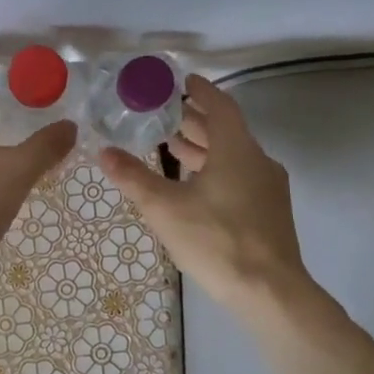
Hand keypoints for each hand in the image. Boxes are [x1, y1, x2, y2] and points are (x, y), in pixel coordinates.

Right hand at [98, 75, 318, 321]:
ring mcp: (268, 188)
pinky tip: (194, 186)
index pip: (220, 107)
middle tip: (165, 115)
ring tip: (173, 147)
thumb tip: (103, 152)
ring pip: (233, 156)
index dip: (201, 92)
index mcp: (236, 150)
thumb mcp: (164, 208)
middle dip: (196, 121)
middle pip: (226, 131)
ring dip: (205, 148)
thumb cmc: (215, 240)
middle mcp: (257, 161)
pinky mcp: (269, 212)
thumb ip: (133, 177)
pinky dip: (216, 169)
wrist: (269, 292)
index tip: (182, 82)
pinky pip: (240, 176)